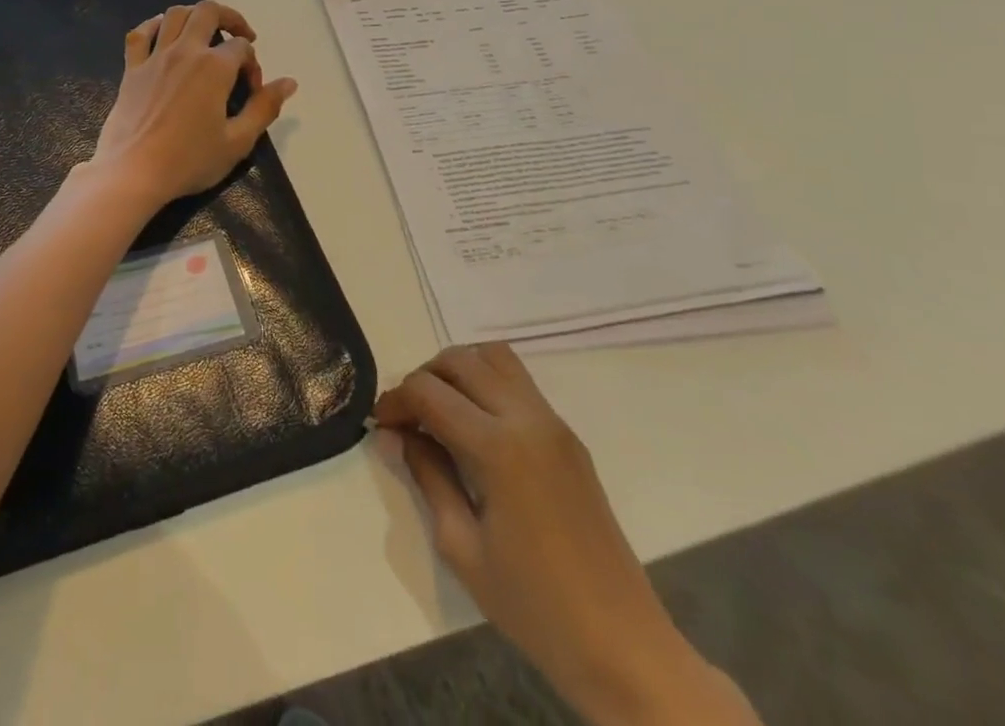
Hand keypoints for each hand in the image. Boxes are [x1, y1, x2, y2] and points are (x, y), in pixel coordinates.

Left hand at [88, 0, 297, 210]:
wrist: (133, 172)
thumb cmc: (189, 160)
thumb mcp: (238, 141)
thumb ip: (265, 108)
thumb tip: (289, 82)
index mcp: (214, 68)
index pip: (241, 48)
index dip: (253, 64)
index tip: (252, 90)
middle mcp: (185, 51)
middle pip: (209, 12)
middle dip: (230, 18)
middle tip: (241, 37)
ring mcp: (155, 57)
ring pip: (175, 14)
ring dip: (195, 15)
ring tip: (206, 32)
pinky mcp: (132, 69)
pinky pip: (141, 33)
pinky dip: (154, 25)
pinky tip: (164, 34)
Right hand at [375, 344, 760, 725]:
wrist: (624, 647)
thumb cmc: (534, 606)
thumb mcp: (462, 547)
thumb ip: (426, 476)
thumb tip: (394, 434)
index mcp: (498, 447)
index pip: (429, 392)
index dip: (395, 401)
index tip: (380, 424)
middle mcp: (527, 418)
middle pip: (460, 360)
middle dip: (423, 377)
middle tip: (408, 417)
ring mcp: (553, 423)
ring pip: (493, 357)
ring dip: (458, 370)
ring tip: (442, 410)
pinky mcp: (569, 437)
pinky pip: (519, 382)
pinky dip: (487, 383)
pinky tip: (476, 426)